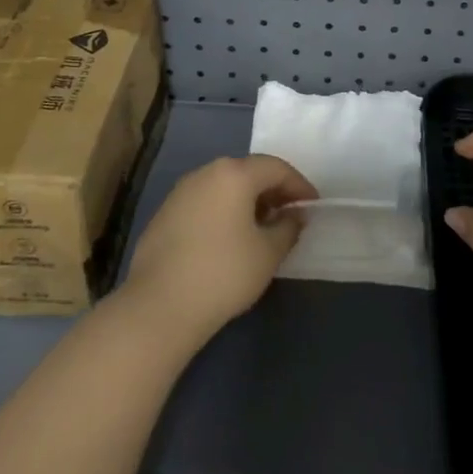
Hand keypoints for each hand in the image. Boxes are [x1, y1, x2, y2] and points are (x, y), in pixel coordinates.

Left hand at [120, 154, 315, 346]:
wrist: (159, 305)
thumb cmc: (224, 273)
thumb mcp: (268, 252)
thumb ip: (288, 227)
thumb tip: (294, 216)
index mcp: (233, 174)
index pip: (276, 168)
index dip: (299, 185)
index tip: (313, 206)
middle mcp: (205, 173)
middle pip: (248, 172)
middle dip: (273, 190)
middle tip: (290, 215)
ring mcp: (181, 192)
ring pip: (224, 186)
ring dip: (248, 201)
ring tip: (262, 228)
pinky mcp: (165, 214)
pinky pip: (205, 202)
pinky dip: (224, 211)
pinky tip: (230, 239)